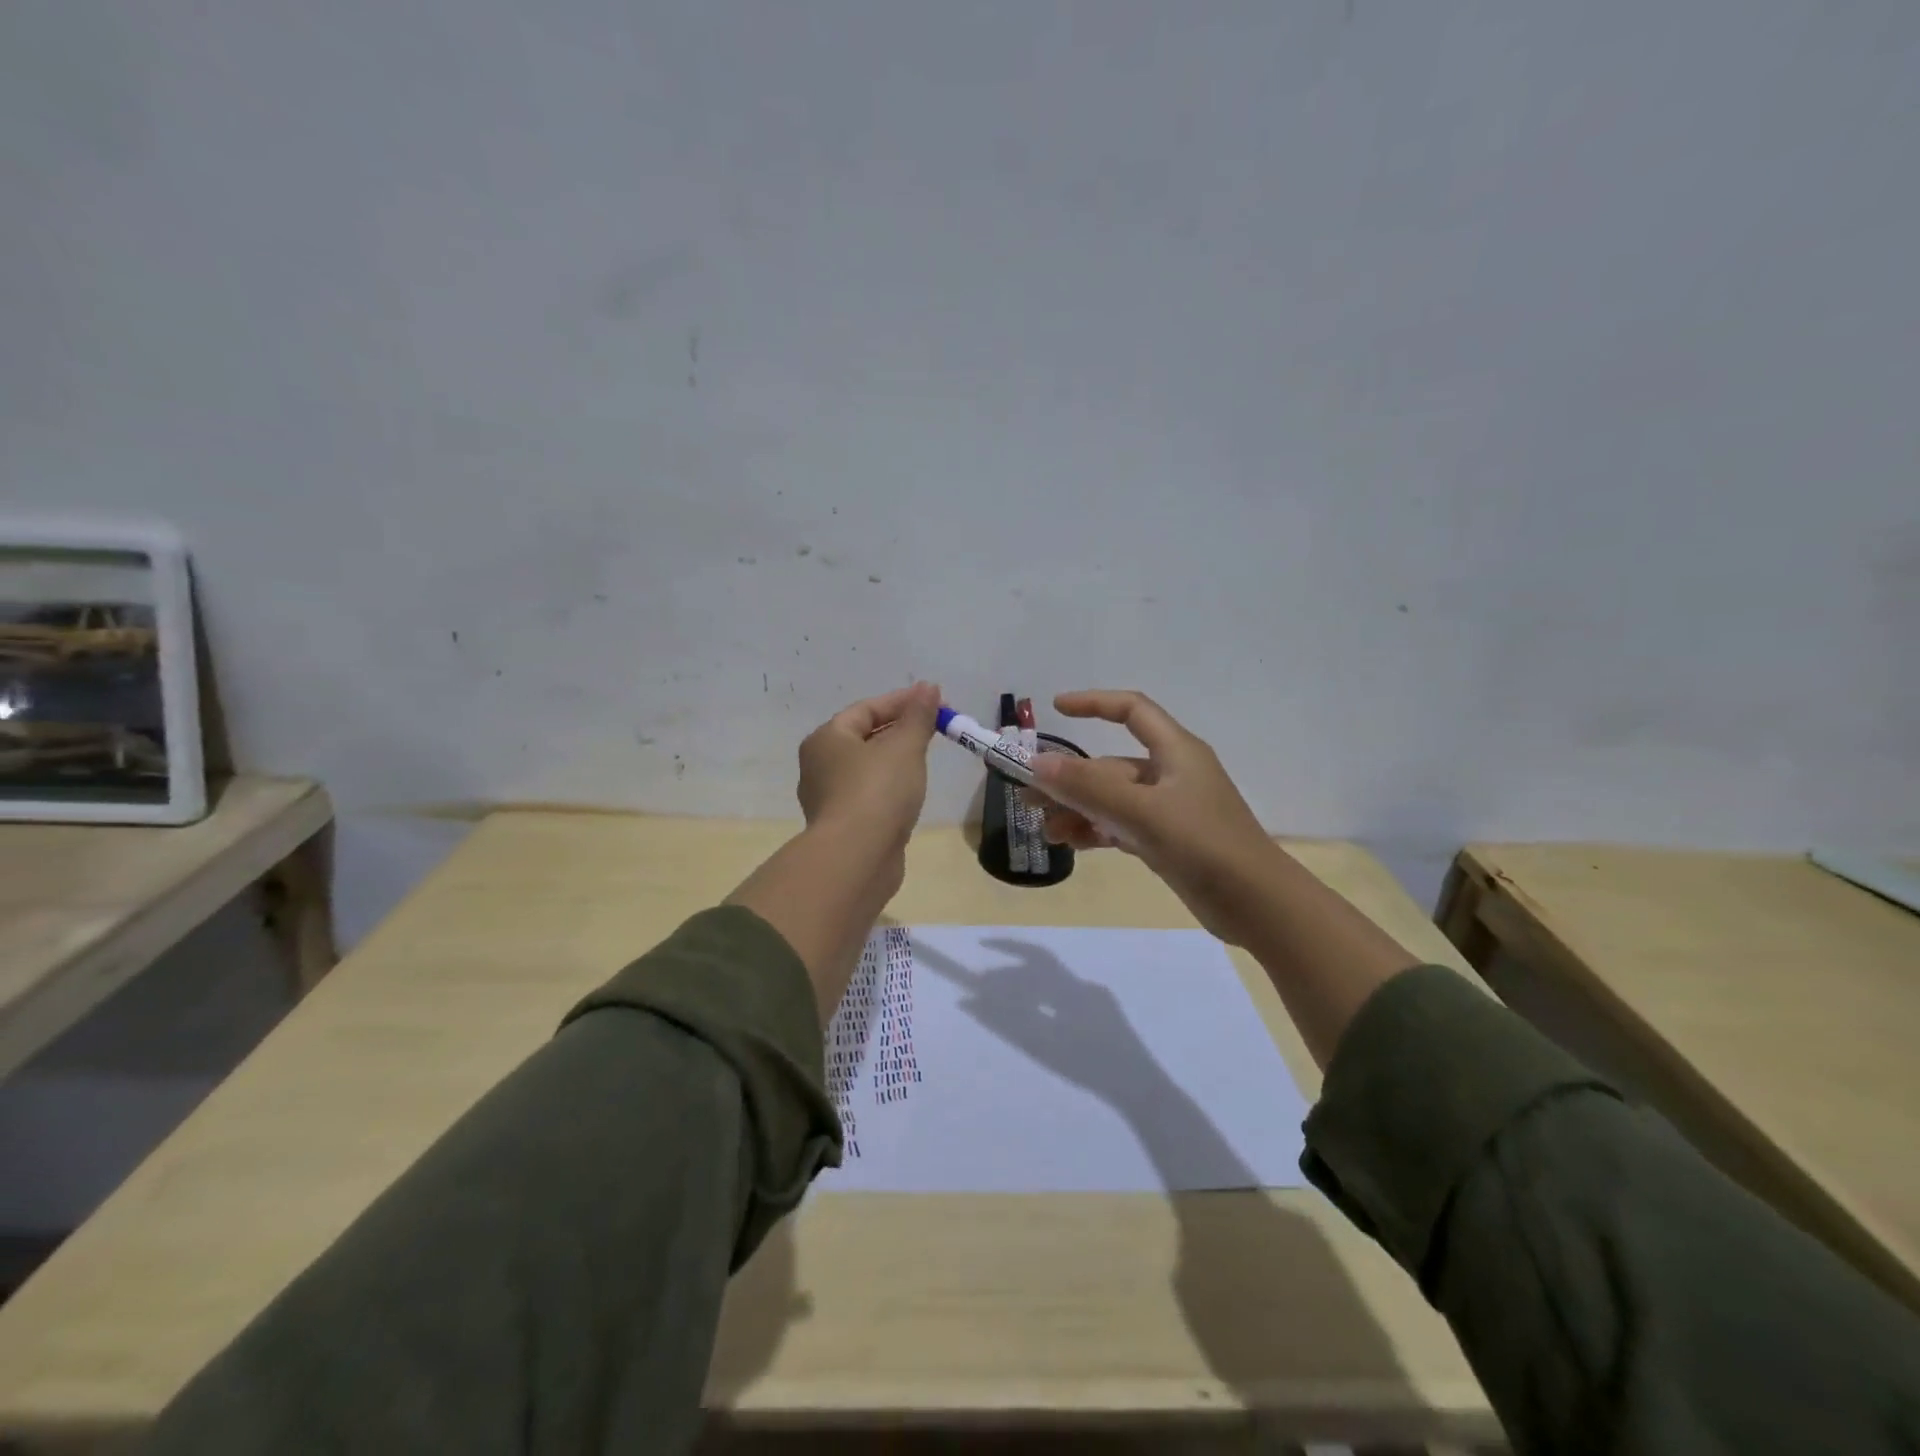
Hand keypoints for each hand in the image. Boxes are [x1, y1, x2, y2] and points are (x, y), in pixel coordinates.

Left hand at [796, 681, 941, 848]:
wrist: (857, 858)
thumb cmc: (877, 791)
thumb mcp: (904, 747)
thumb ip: (918, 716)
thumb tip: (929, 687)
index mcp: (826, 738)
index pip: (866, 709)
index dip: (903, 701)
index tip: (937, 701)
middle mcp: (820, 765)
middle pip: (865, 736)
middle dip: (901, 729)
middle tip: (936, 728)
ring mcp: (829, 798)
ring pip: (867, 768)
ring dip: (896, 759)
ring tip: (927, 757)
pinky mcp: (844, 826)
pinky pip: (870, 795)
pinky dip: (891, 787)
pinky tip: (911, 792)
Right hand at [1027, 690, 1284, 945]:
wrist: (1258, 905)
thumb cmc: (1204, 845)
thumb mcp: (1143, 812)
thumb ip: (1089, 787)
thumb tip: (1038, 762)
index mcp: (1176, 752)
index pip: (1132, 710)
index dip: (1094, 704)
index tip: (1056, 709)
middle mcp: (1172, 774)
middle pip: (1111, 765)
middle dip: (1070, 778)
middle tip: (1027, 796)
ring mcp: (1169, 810)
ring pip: (1113, 800)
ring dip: (1078, 810)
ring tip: (1044, 829)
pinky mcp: (1168, 841)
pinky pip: (1122, 826)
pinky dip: (1096, 831)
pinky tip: (1071, 844)